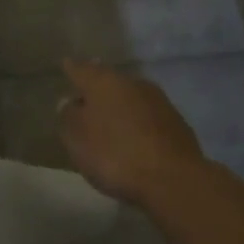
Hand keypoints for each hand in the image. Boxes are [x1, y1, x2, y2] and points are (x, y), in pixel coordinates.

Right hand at [58, 60, 207, 204]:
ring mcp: (158, 101)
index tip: (67, 65)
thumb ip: (68, 116)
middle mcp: (132, 83)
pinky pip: (148, 117)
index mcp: (104, 82)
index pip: (81, 69)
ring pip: (131, 97)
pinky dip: (138, 123)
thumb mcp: (76, 138)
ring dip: (120, 106)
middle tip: (86, 98)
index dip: (72, 69)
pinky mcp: (177, 123)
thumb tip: (70, 102)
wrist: (173, 179)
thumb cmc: (114, 154)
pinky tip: (134, 137)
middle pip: (109, 81)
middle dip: (97, 89)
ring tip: (110, 121)